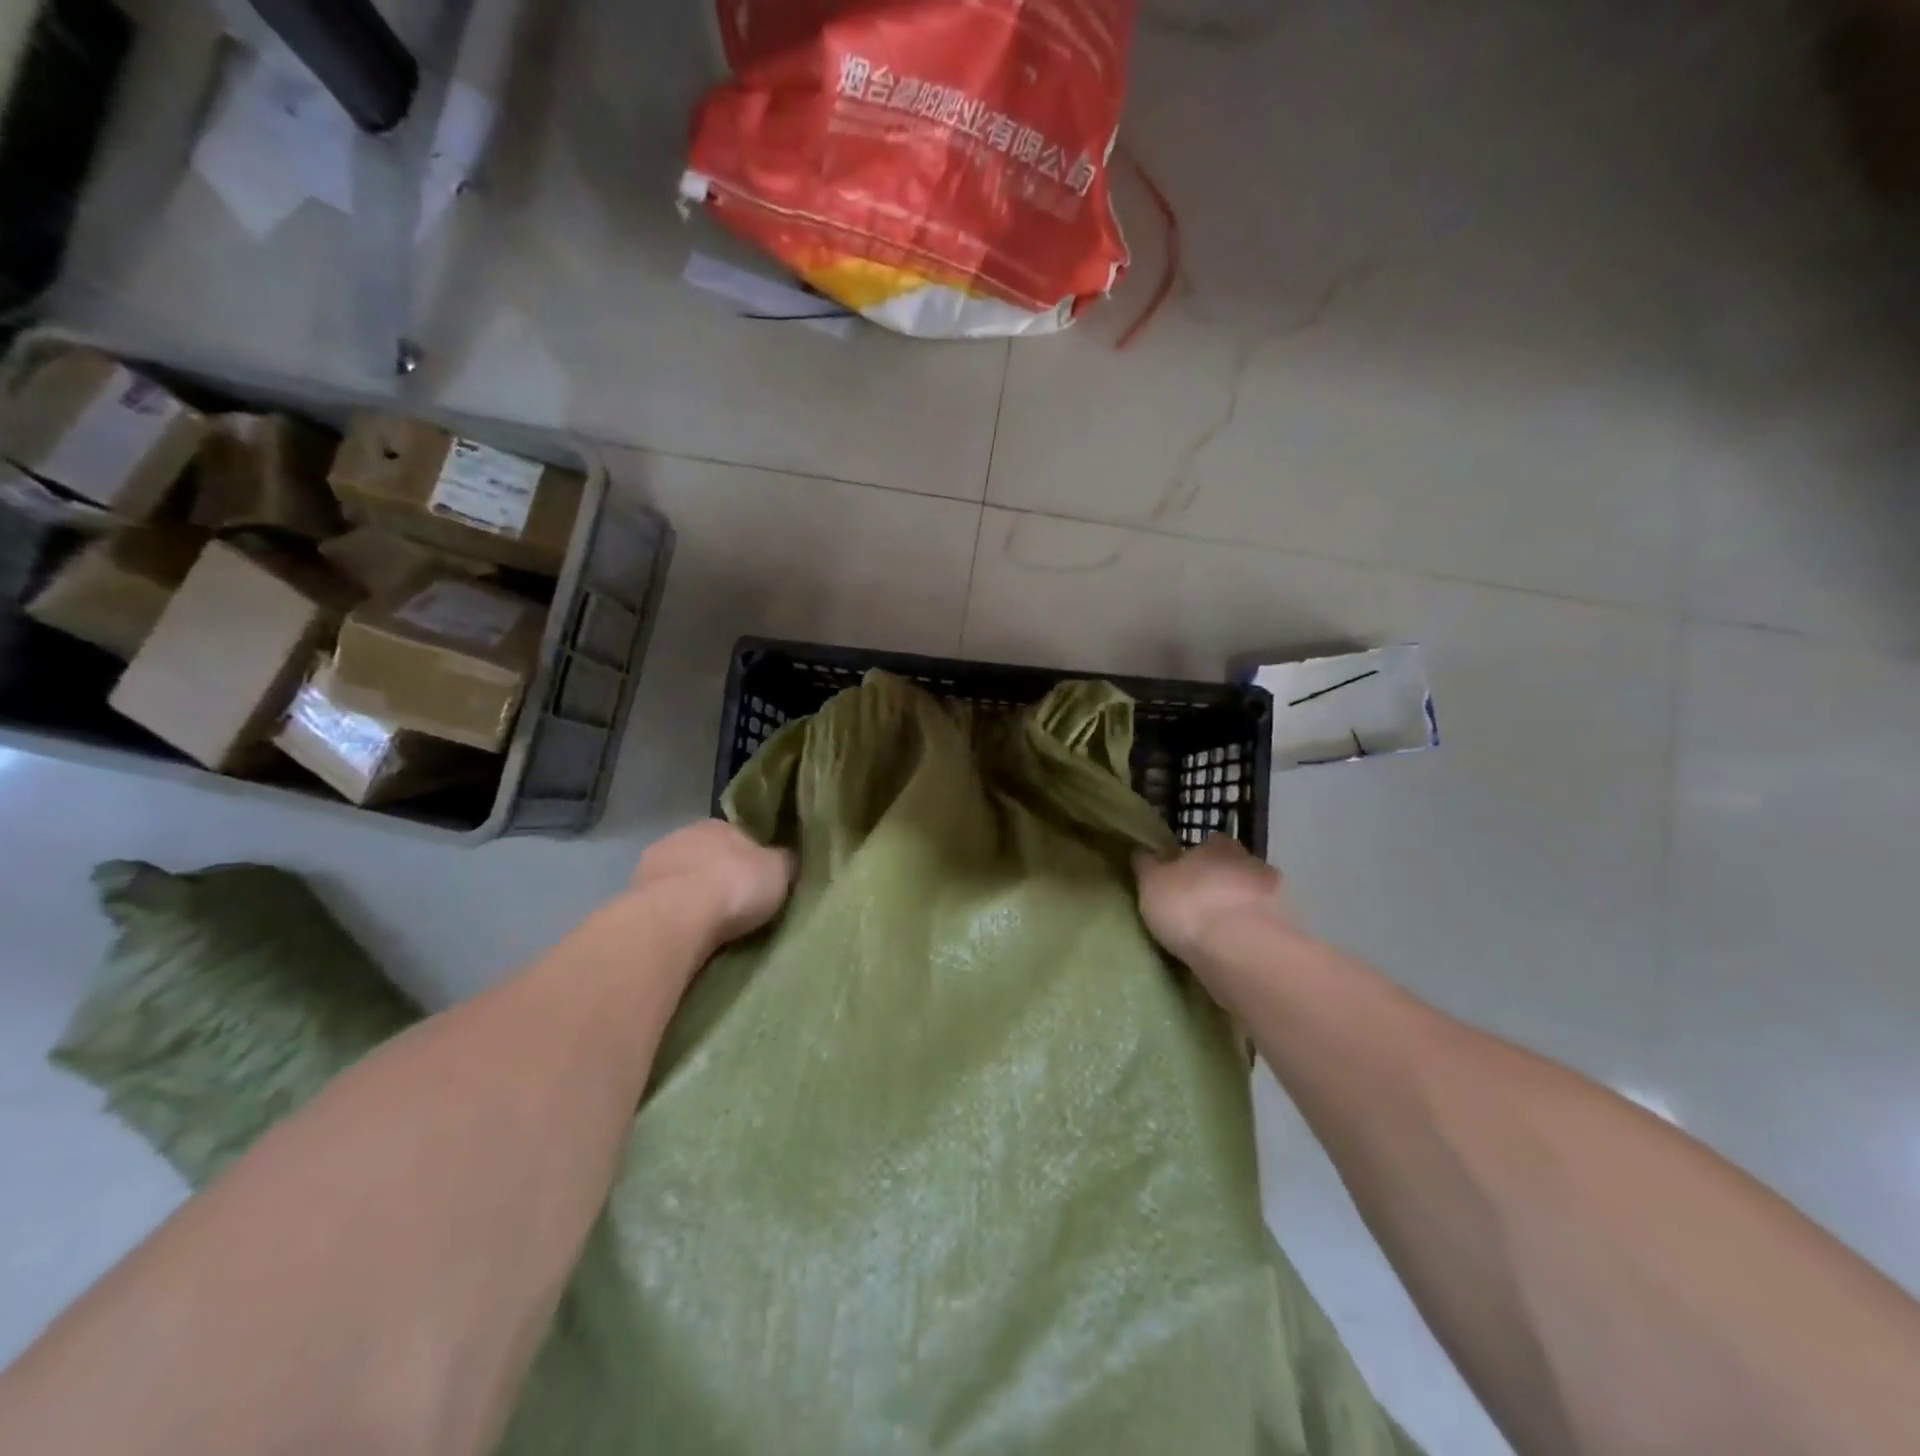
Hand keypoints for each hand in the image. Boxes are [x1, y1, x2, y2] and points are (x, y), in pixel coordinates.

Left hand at [631, 820, 795, 954]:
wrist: (676, 918)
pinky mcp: (631, 897)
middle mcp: (682, 836)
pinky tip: (684, 936)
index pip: (738, 836)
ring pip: (680, 880)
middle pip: (706, 856)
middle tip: (735, 906)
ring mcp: (651, 865)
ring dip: (690, 897)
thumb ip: (784, 861)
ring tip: (708, 927)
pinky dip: (671, 917)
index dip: (750, 858)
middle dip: (717, 876)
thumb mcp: (778, 871)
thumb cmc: (735, 885)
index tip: (758, 881)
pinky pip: (661, 906)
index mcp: (718, 824)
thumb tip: (788, 858)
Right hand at [1134, 835, 1299, 970]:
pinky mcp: (1289, 929)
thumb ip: (1148, 866)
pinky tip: (1239, 949)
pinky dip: (1254, 933)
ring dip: (1241, 908)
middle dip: (1223, 881)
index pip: (1211, 842)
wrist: (1242, 950)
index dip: (1199, 856)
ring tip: (1221, 932)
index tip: (1186, 873)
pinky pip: (1266, 925)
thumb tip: (1142, 851)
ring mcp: (1276, 896)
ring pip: (1254, 896)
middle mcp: (1251, 862)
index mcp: (1217, 846)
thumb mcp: (1151, 884)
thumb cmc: (1188, 906)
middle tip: (1202, 903)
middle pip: (1236, 867)